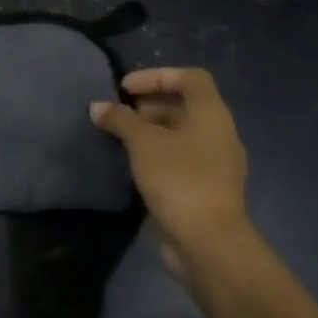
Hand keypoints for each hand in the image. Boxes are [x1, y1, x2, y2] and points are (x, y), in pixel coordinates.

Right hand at [91, 67, 253, 275]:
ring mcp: (215, 164)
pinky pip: (179, 159)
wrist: (208, 242)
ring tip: (119, 139)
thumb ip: (120, 119)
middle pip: (185, 106)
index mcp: (212, 115)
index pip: (190, 78)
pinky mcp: (205, 188)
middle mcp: (219, 134)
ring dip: (150, 131)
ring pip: (181, 135)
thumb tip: (98, 107)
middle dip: (149, 105)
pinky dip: (156, 154)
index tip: (125, 89)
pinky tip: (132, 165)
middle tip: (118, 114)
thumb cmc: (179, 179)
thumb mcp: (143, 142)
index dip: (157, 75)